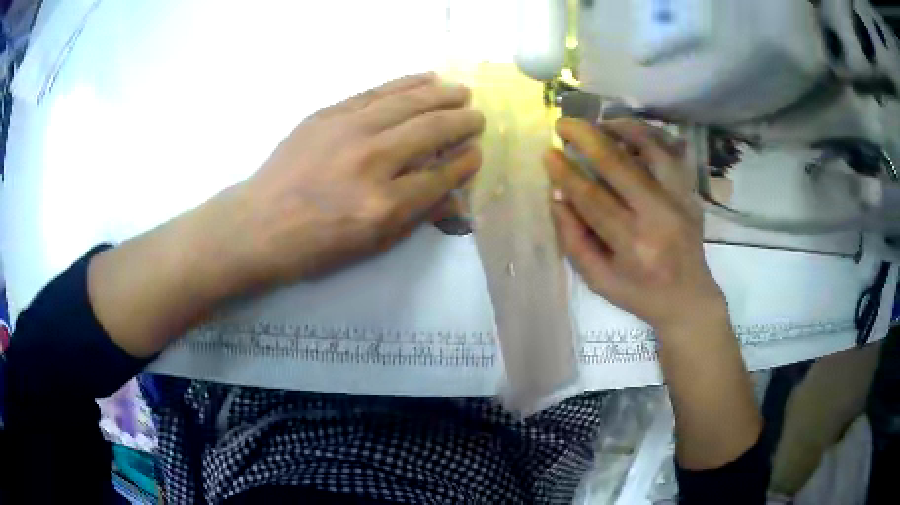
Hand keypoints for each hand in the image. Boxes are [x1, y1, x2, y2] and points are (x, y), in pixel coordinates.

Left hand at [219, 73, 483, 289]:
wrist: (258, 224)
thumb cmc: (314, 245)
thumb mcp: (369, 246)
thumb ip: (415, 217)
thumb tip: (452, 194)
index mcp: (384, 204)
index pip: (440, 175)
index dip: (464, 162)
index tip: (476, 152)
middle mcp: (371, 160)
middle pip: (430, 131)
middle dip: (461, 122)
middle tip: (477, 117)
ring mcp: (347, 130)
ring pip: (407, 102)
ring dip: (440, 94)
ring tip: (461, 91)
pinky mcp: (328, 114)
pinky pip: (376, 92)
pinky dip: (405, 83)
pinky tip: (425, 78)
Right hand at [544, 118, 724, 331]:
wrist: (688, 297)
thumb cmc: (639, 293)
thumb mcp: (598, 279)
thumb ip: (574, 240)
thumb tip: (557, 196)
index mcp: (633, 245)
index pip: (593, 199)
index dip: (566, 173)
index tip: (548, 153)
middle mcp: (659, 217)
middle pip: (620, 165)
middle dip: (586, 137)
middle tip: (563, 124)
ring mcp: (679, 201)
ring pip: (652, 149)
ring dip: (621, 128)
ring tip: (598, 124)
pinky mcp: (690, 193)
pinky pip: (672, 153)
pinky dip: (650, 136)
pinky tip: (630, 132)